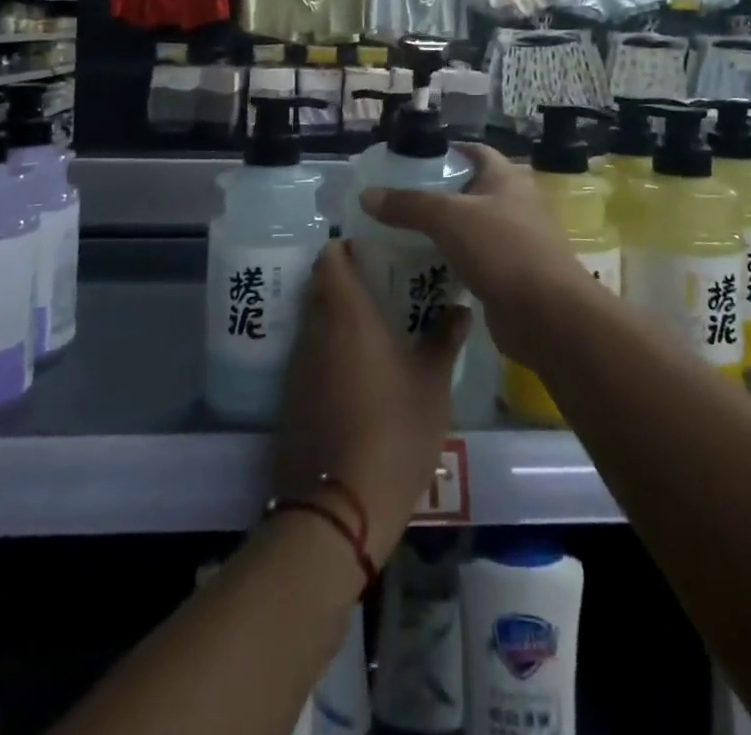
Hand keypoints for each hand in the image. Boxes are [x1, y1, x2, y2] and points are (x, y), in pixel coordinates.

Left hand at [273, 242, 468, 565]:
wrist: (341, 503)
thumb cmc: (395, 428)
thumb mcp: (433, 383)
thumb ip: (444, 338)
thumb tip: (459, 308)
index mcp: (347, 313)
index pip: (331, 258)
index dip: (345, 248)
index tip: (370, 251)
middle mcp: (316, 329)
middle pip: (320, 287)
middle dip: (344, 282)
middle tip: (379, 288)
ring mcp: (298, 365)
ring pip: (314, 322)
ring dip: (336, 318)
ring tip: (373, 330)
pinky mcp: (291, 397)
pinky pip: (309, 355)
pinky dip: (328, 351)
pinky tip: (356, 372)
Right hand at [358, 143, 595, 366]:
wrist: (547, 316)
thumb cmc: (502, 250)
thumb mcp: (449, 219)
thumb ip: (408, 205)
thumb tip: (366, 196)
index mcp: (506, 179)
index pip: (474, 152)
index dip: (446, 151)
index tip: (411, 160)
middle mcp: (514, 204)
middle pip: (470, 190)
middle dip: (436, 195)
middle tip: (396, 201)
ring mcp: (514, 242)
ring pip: (470, 228)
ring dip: (441, 231)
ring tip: (400, 234)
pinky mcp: (509, 276)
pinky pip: (473, 261)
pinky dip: (450, 262)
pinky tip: (422, 269)